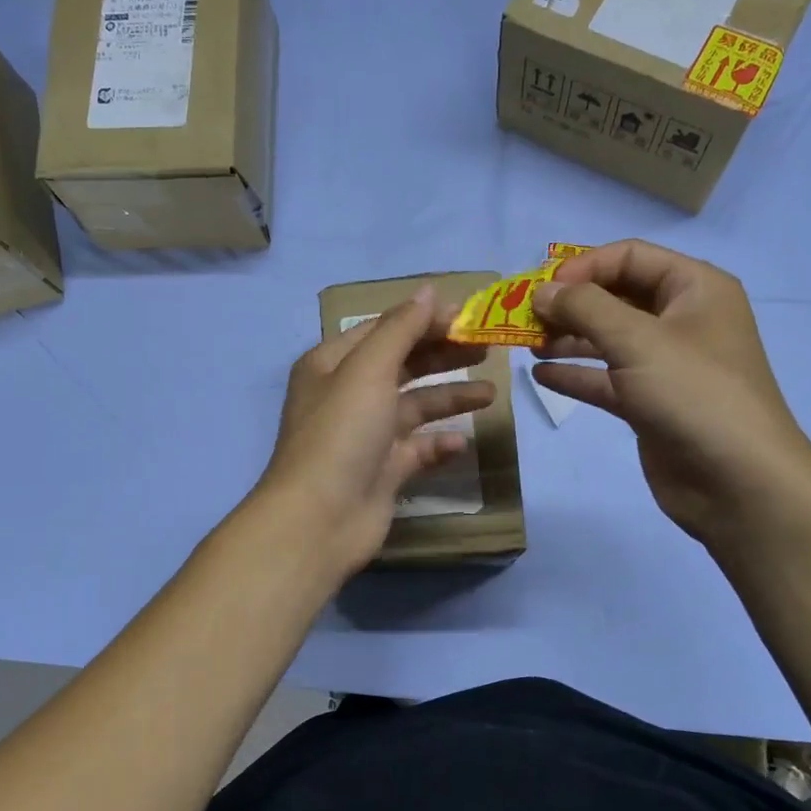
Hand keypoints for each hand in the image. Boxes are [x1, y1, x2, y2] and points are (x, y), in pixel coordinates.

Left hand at [257, 287, 493, 578]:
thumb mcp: (368, 369)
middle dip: (442, 355)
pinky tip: (461, 442)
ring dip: (449, 397)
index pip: (383, 329)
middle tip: (486, 348)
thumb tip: (429, 291)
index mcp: (332, 364)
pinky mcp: (382, 471)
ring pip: (414, 407)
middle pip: (402, 365)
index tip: (467, 317)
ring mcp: (366, 436)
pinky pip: (417, 449)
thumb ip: (401, 328)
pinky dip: (439, 443)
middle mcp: (347, 395)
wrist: (319, 519)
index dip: (423, 319)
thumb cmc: (341, 433)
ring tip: (490, 393)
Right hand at [532, 240, 810, 542]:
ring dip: (568, 338)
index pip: (630, 257)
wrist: (736, 481)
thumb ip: (585, 308)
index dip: (584, 266)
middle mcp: (682, 320)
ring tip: (527, 344)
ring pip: (608, 339)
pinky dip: (576, 374)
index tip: (542, 290)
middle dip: (571, 304)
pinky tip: (541, 375)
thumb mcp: (638, 340)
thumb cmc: (693, 394)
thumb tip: (542, 292)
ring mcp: (666, 364)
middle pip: (616, 296)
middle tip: (526, 318)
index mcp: (694, 288)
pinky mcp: (650, 403)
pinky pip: (607, 378)